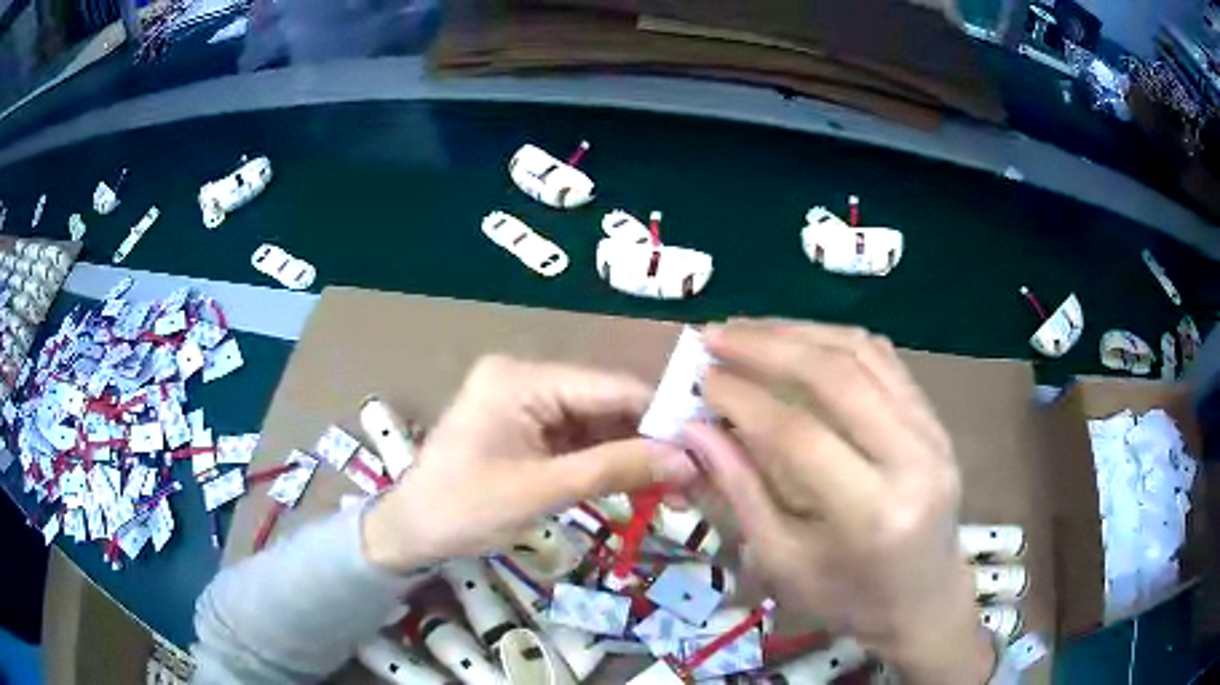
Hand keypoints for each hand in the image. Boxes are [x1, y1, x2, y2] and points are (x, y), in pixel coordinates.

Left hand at [363, 356, 697, 571]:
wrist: (411, 532)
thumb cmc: (464, 509)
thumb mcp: (541, 491)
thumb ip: (615, 469)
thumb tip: (687, 460)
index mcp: (521, 378)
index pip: (609, 387)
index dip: (661, 415)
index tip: (707, 445)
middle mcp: (527, 379)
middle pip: (606, 405)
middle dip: (650, 442)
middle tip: (697, 476)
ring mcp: (527, 404)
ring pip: (597, 425)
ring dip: (634, 457)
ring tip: (679, 489)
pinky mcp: (527, 430)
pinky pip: (579, 441)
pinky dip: (609, 465)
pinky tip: (642, 486)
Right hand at [685, 321, 992, 684]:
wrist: (925, 599)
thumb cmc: (849, 598)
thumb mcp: (783, 562)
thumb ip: (739, 491)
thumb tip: (694, 429)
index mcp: (872, 513)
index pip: (800, 435)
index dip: (743, 399)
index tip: (699, 378)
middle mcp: (913, 460)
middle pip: (836, 377)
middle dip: (767, 347)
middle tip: (714, 336)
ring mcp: (932, 432)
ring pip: (863, 354)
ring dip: (800, 333)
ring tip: (748, 330)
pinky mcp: (935, 419)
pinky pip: (885, 360)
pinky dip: (835, 341)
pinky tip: (800, 340)